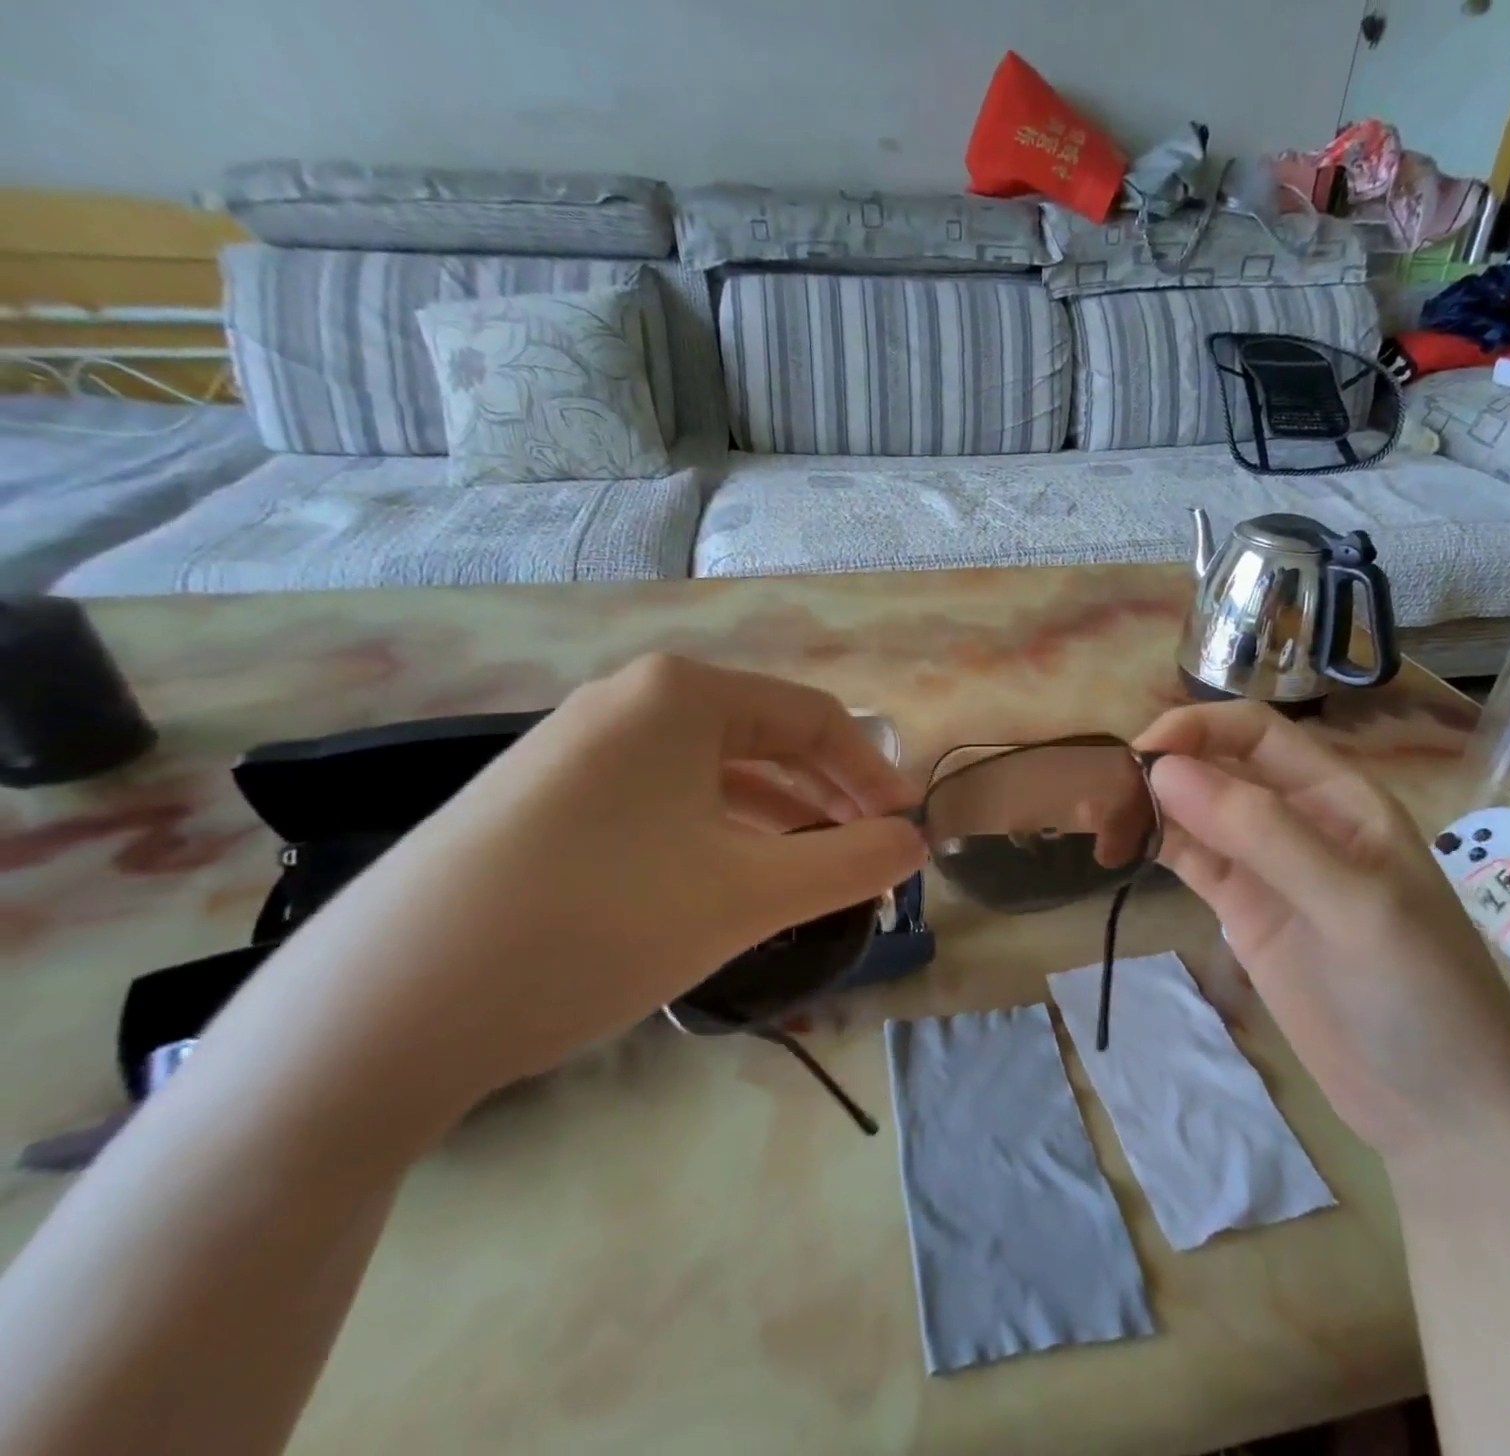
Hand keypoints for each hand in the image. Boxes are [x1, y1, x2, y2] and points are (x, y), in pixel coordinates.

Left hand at [251, 655, 927, 1125]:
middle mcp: (627, 701)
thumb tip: (915, 844)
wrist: (385, 1008)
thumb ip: (849, 864)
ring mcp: (576, 748)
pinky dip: (712, 836)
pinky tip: (725, 884)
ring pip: (709, 775)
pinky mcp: (543, 799)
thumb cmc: (596, 924)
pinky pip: (659, 802)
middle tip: (866, 859)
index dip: (872, 774)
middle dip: (826, 800)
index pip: (812, 717)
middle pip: (762, 740)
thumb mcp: (747, 895)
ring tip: (809, 878)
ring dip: (773, 822)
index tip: (906, 831)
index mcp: (681, 694)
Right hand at [1133, 703, 1509, 1160]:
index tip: (1137, 756)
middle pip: (1215, 768)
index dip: (1195, 730)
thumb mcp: (1350, 905)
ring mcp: (1266, 866)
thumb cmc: (1419, 996)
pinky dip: (1152, 847)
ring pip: (1194, 814)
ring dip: (1146, 809)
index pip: (1254, 734)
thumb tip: (1163, 769)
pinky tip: (1117, 849)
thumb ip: (1260, 832)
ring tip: (1094, 822)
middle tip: (1097, 798)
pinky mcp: (1242, 908)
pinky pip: (1189, 859)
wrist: (1442, 1112)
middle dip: (1158, 770)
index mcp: (1338, 797)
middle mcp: (1298, 819)